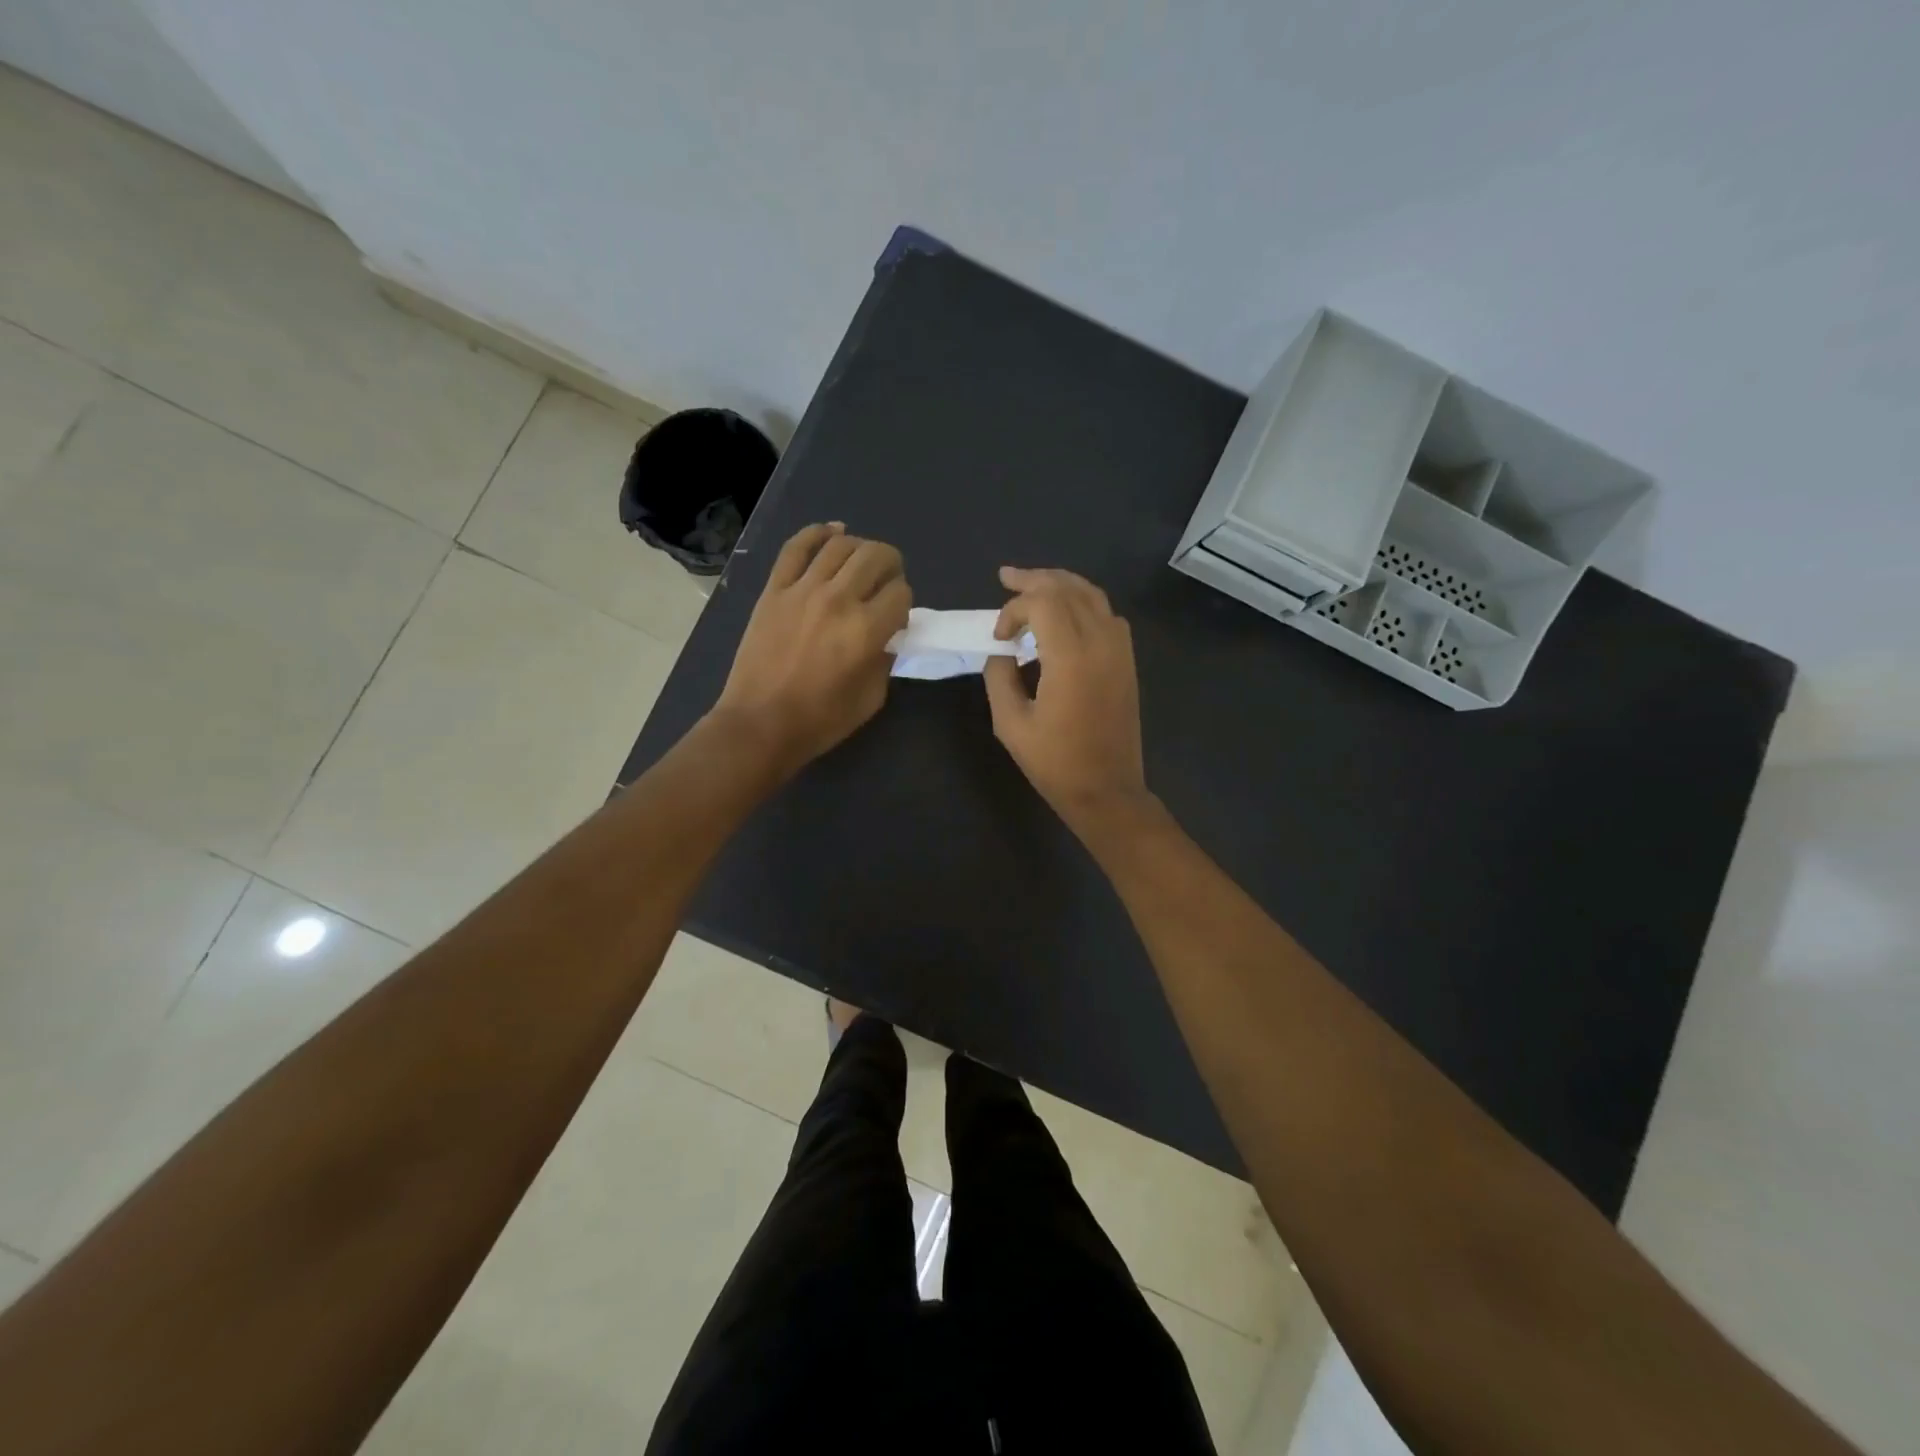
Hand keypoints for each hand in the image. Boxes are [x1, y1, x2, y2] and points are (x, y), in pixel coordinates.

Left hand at [710, 523, 910, 776]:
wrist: (760, 724)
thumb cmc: (820, 720)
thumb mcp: (871, 698)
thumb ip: (885, 659)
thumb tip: (886, 635)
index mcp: (866, 630)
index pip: (900, 593)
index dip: (904, 603)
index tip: (896, 617)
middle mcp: (837, 599)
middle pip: (876, 556)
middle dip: (891, 564)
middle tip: (888, 580)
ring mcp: (801, 590)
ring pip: (840, 545)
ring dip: (860, 547)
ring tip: (862, 562)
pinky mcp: (774, 590)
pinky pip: (796, 547)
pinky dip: (817, 532)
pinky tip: (832, 532)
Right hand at [983, 566, 1150, 832]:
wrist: (1107, 791)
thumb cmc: (1055, 763)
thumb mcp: (1010, 724)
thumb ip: (999, 678)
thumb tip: (1000, 652)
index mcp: (1072, 657)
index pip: (1043, 602)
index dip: (1014, 609)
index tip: (998, 637)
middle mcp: (1102, 643)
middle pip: (1069, 588)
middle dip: (1035, 580)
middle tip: (1007, 577)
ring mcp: (1120, 650)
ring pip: (1093, 595)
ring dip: (1061, 585)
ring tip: (1034, 585)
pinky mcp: (1128, 662)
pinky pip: (1108, 614)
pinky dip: (1084, 603)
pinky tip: (1066, 615)